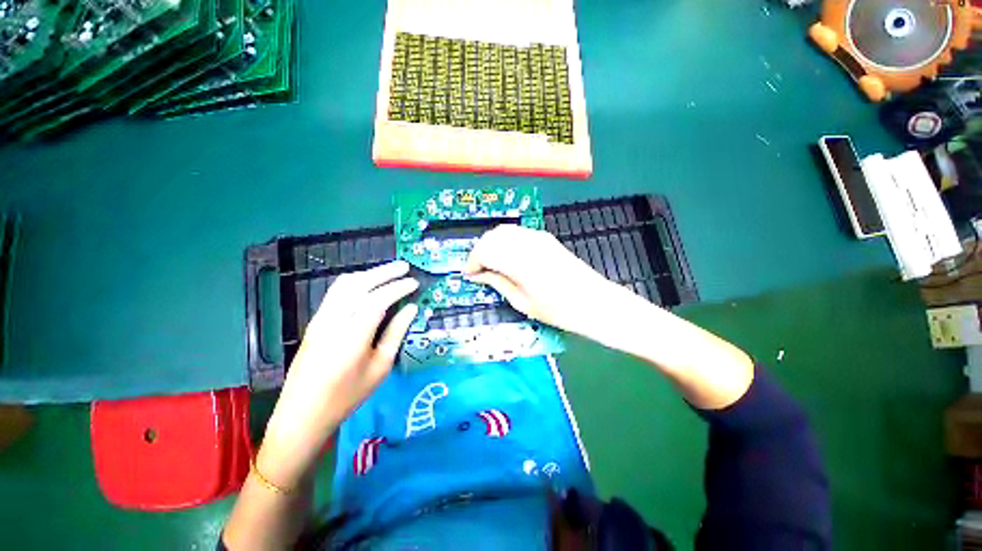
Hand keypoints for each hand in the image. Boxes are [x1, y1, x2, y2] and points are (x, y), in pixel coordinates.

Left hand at [258, 261, 418, 488]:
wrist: (302, 414)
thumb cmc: (347, 396)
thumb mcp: (380, 367)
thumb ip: (396, 333)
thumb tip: (411, 308)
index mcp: (352, 336)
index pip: (378, 300)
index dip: (398, 288)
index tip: (415, 283)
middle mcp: (333, 321)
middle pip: (359, 285)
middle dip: (384, 272)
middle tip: (405, 266)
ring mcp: (320, 319)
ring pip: (344, 284)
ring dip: (369, 274)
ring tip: (389, 271)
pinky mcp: (314, 321)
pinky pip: (336, 292)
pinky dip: (356, 282)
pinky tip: (368, 284)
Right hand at [463, 225, 615, 336]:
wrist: (593, 301)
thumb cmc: (558, 310)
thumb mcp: (522, 302)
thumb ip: (497, 283)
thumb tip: (478, 276)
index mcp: (519, 261)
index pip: (484, 251)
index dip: (472, 262)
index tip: (469, 275)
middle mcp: (526, 242)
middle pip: (491, 237)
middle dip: (480, 252)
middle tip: (478, 271)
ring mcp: (537, 237)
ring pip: (503, 231)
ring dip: (492, 245)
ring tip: (491, 265)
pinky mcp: (545, 237)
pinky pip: (517, 232)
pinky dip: (505, 242)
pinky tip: (507, 258)